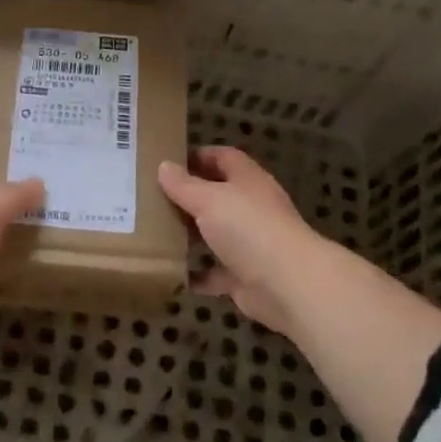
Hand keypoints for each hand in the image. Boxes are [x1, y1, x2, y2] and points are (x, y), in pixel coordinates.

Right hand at [158, 146, 325, 334]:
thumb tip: (164, 166)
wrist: (288, 285)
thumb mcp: (208, 199)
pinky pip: (216, 272)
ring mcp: (250, 243)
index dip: (197, 156)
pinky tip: (172, 272)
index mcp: (247, 180)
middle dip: (188, 197)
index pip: (223, 157)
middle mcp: (251, 208)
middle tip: (152, 198)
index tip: (167, 161)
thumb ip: (184, 185)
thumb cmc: (248, 229)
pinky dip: (197, 274)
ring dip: (190, 235)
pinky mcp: (245, 276)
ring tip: (155, 233)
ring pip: (215, 234)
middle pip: (217, 196)